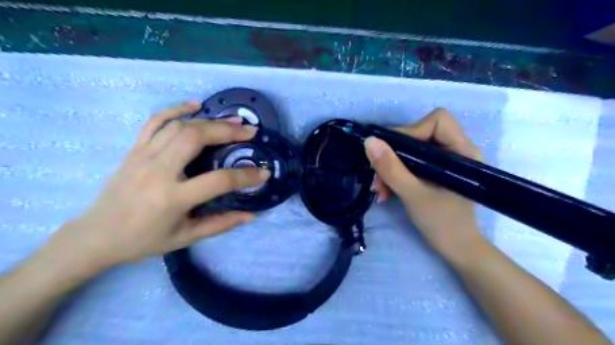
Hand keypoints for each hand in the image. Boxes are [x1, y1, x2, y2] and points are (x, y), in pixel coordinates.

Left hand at [39, 101, 267, 271]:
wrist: (96, 236)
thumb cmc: (144, 240)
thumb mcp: (186, 238)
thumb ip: (221, 224)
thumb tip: (251, 214)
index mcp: (173, 198)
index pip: (218, 181)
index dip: (246, 176)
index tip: (264, 173)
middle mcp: (158, 171)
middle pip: (196, 139)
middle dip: (228, 132)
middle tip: (250, 132)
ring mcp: (143, 156)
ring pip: (180, 126)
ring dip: (210, 120)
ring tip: (234, 120)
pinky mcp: (134, 149)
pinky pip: (155, 121)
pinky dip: (176, 108)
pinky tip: (196, 104)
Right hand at [361, 108, 481, 258]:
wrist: (456, 249)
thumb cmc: (443, 223)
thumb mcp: (413, 195)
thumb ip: (391, 168)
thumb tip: (369, 141)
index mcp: (462, 151)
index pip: (436, 121)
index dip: (411, 131)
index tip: (391, 152)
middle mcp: (455, 150)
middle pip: (419, 134)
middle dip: (394, 154)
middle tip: (378, 175)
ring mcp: (444, 161)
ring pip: (411, 150)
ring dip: (390, 167)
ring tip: (379, 189)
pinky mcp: (434, 172)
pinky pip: (410, 163)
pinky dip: (395, 174)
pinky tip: (386, 192)